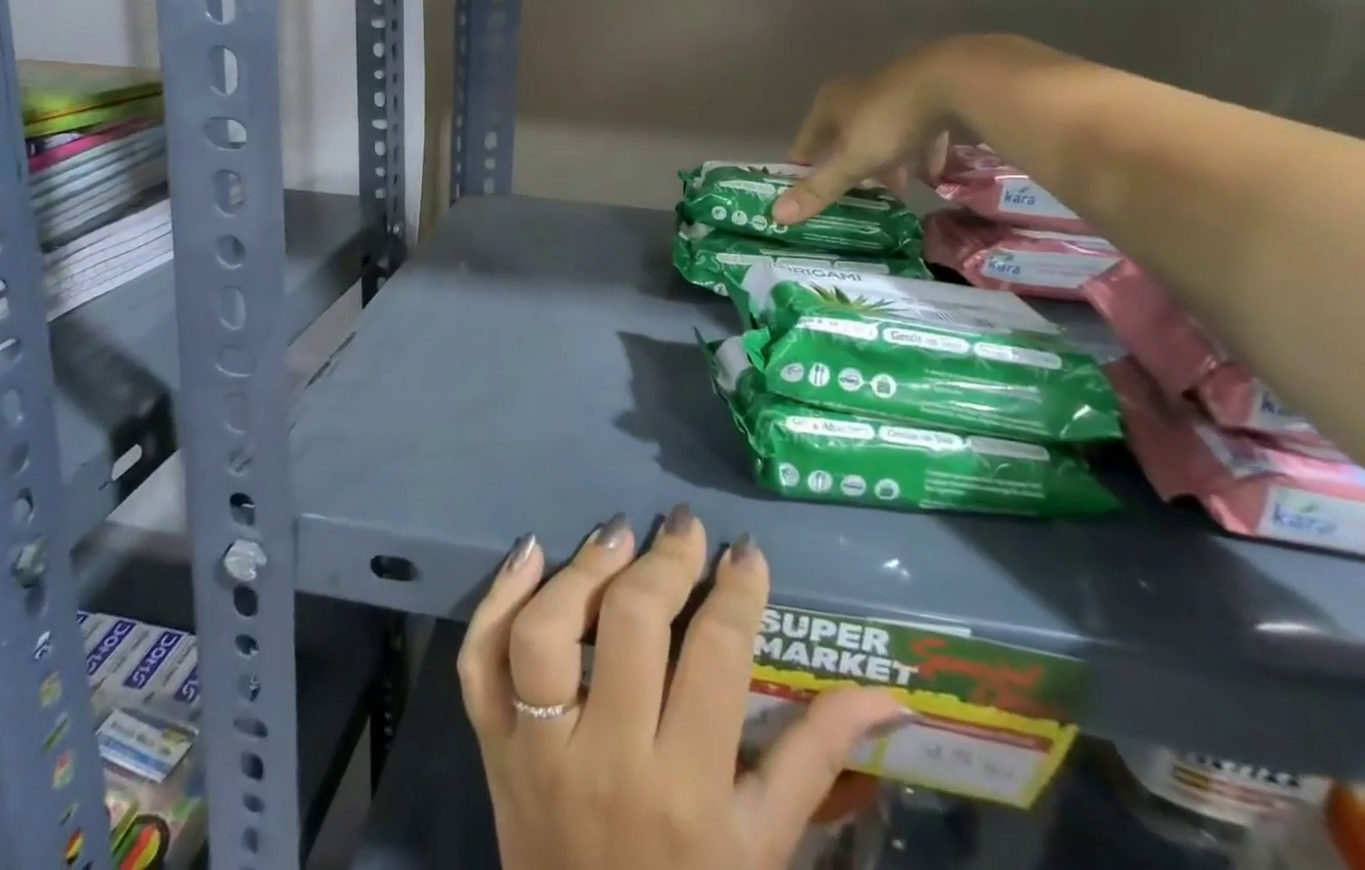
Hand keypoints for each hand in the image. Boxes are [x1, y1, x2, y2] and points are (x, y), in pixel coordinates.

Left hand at [458, 507, 913, 869]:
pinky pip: (479, 662)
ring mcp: (537, 752)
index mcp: (687, 788)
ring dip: (582, 570)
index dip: (737, 590)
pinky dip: (496, 599)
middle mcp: (608, 759)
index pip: (717, 656)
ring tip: (616, 535)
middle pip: (631, 624)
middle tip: (684, 528)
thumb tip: (885, 693)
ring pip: (545, 631)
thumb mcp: (765, 847)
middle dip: (665, 560)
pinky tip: (529, 552)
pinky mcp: (491, 747)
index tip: (746, 553)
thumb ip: (817, 760)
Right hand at [773, 43, 958, 225]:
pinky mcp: (928, 96)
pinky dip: (921, 153)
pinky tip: (932, 175)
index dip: (804, 167)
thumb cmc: (888, 121)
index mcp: (830, 105)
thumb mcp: (850, 161)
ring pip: (882, 135)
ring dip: (886, 163)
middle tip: (854, 196)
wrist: (952, 81)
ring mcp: (894, 93)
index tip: (804, 192)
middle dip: (849, 167)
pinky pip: (918, 132)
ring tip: (896, 191)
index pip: (806, 140)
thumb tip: (776, 216)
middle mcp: (857, 94)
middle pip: (845, 138)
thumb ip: (818, 188)